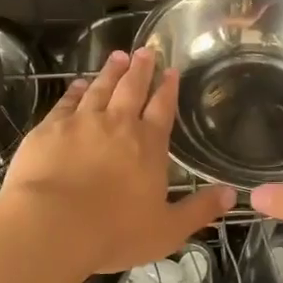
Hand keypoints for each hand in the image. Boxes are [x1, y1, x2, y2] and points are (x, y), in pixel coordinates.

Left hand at [0, 48, 234, 274]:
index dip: (168, 88)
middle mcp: (117, 125)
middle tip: (145, 50)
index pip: (162, 109)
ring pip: (100, 89)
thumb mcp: (167, 230)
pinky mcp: (49, 129)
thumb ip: (199, 210)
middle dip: (141, 69)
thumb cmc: (114, 232)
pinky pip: (66, 102)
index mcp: (148, 145)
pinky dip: (75, 90)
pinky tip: (78, 84)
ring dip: (110, 72)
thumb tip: (233, 194)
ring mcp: (81, 123)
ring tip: (118, 56)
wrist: (51, 225)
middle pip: (132, 89)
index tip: (171, 70)